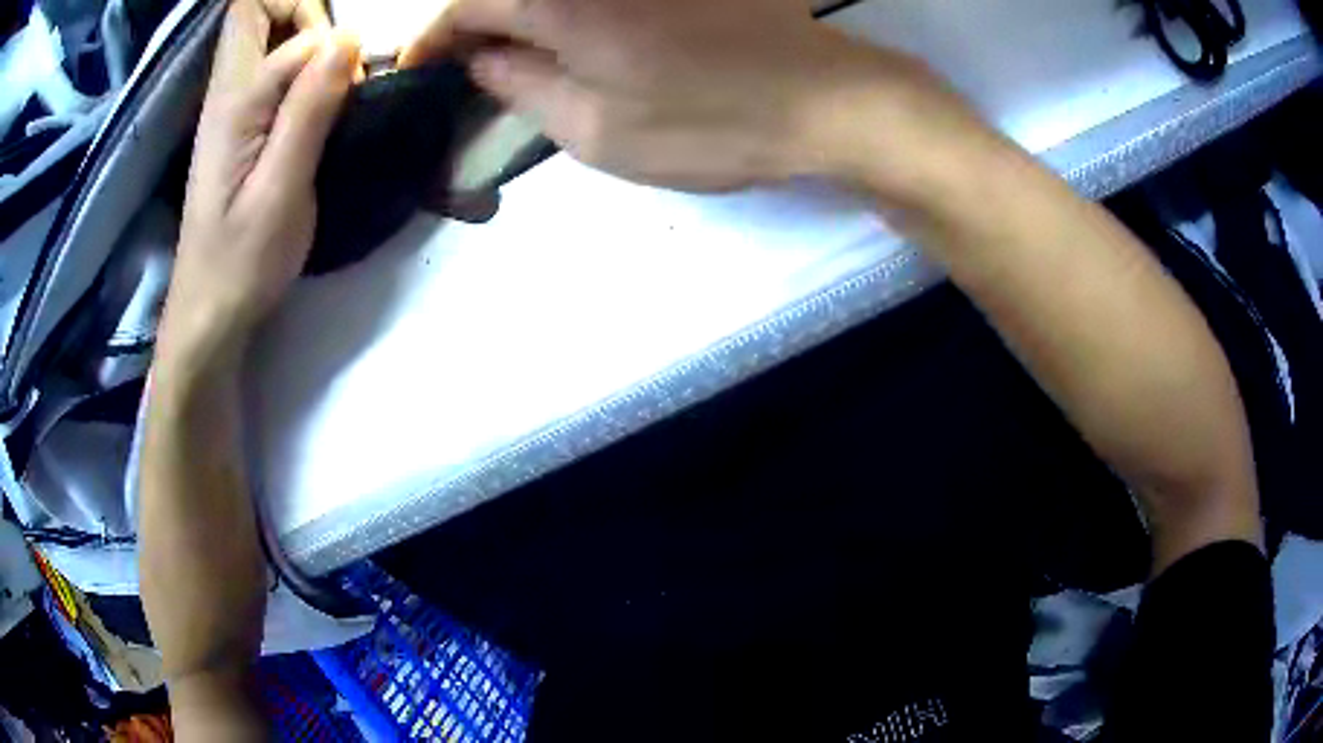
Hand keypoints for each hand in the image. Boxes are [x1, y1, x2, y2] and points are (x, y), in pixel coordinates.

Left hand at [160, 0, 358, 368]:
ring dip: (299, 32)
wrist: (208, 310)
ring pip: (257, 29)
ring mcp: (226, 104)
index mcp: (234, 102)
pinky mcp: (234, 122)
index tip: (349, 82)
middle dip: (302, 9)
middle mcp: (224, 90)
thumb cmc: (242, 260)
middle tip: (331, 53)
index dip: (329, 40)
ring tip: (327, 74)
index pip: (290, 31)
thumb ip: (309, 109)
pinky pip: (262, 60)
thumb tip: (348, 38)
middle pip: (251, 8)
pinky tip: (311, 96)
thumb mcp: (282, 190)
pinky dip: (293, 58)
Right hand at [399, 0, 986, 197]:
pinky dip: (566, 13)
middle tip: (465, 70)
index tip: (419, 72)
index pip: (465, 5)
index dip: (432, 39)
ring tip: (514, 59)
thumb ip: (520, 86)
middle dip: (475, 27)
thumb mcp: (593, 128)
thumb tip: (482, 59)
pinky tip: (571, 38)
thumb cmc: (707, 123)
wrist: (822, 100)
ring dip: (520, 18)